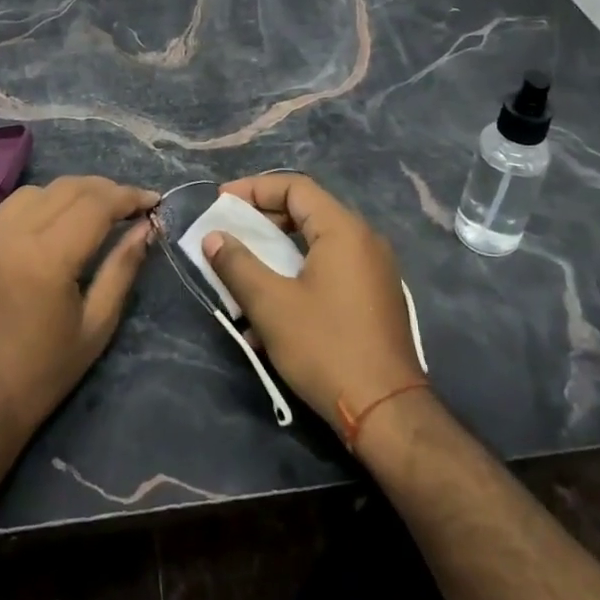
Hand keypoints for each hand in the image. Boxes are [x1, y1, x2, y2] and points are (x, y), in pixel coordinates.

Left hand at [0, 175, 157, 457]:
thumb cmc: (42, 376)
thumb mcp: (95, 326)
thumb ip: (122, 269)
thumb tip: (146, 228)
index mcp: (47, 258)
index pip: (96, 204)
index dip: (129, 197)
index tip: (154, 201)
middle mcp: (13, 235)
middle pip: (67, 188)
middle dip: (105, 189)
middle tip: (131, 204)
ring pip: (37, 191)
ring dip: (71, 192)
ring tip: (95, 210)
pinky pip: (10, 209)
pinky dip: (40, 203)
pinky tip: (55, 222)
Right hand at [202, 174, 424, 430]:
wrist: (386, 412)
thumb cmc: (325, 348)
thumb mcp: (271, 304)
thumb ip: (237, 264)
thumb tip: (213, 237)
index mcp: (343, 230)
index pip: (296, 187)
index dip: (254, 189)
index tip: (222, 202)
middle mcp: (364, 240)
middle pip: (307, 211)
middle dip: (263, 220)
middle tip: (230, 233)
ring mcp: (374, 270)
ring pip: (316, 244)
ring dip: (277, 252)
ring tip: (244, 271)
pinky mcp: (375, 298)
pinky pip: (330, 269)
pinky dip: (298, 274)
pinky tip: (273, 309)